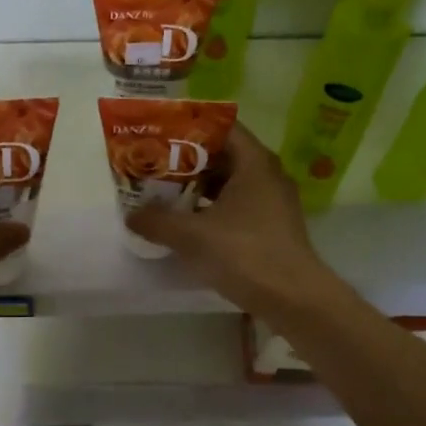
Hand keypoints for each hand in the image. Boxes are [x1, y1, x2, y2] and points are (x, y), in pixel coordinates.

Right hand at [125, 122, 341, 320]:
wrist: (294, 298)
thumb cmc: (245, 254)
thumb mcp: (192, 236)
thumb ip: (158, 221)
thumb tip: (132, 215)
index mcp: (254, 162)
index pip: (221, 127)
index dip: (189, 128)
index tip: (160, 135)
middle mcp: (267, 175)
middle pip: (224, 155)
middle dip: (188, 160)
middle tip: (155, 166)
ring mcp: (273, 202)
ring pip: (230, 183)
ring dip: (199, 187)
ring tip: (166, 194)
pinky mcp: (272, 227)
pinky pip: (237, 205)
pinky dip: (213, 208)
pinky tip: (189, 223)